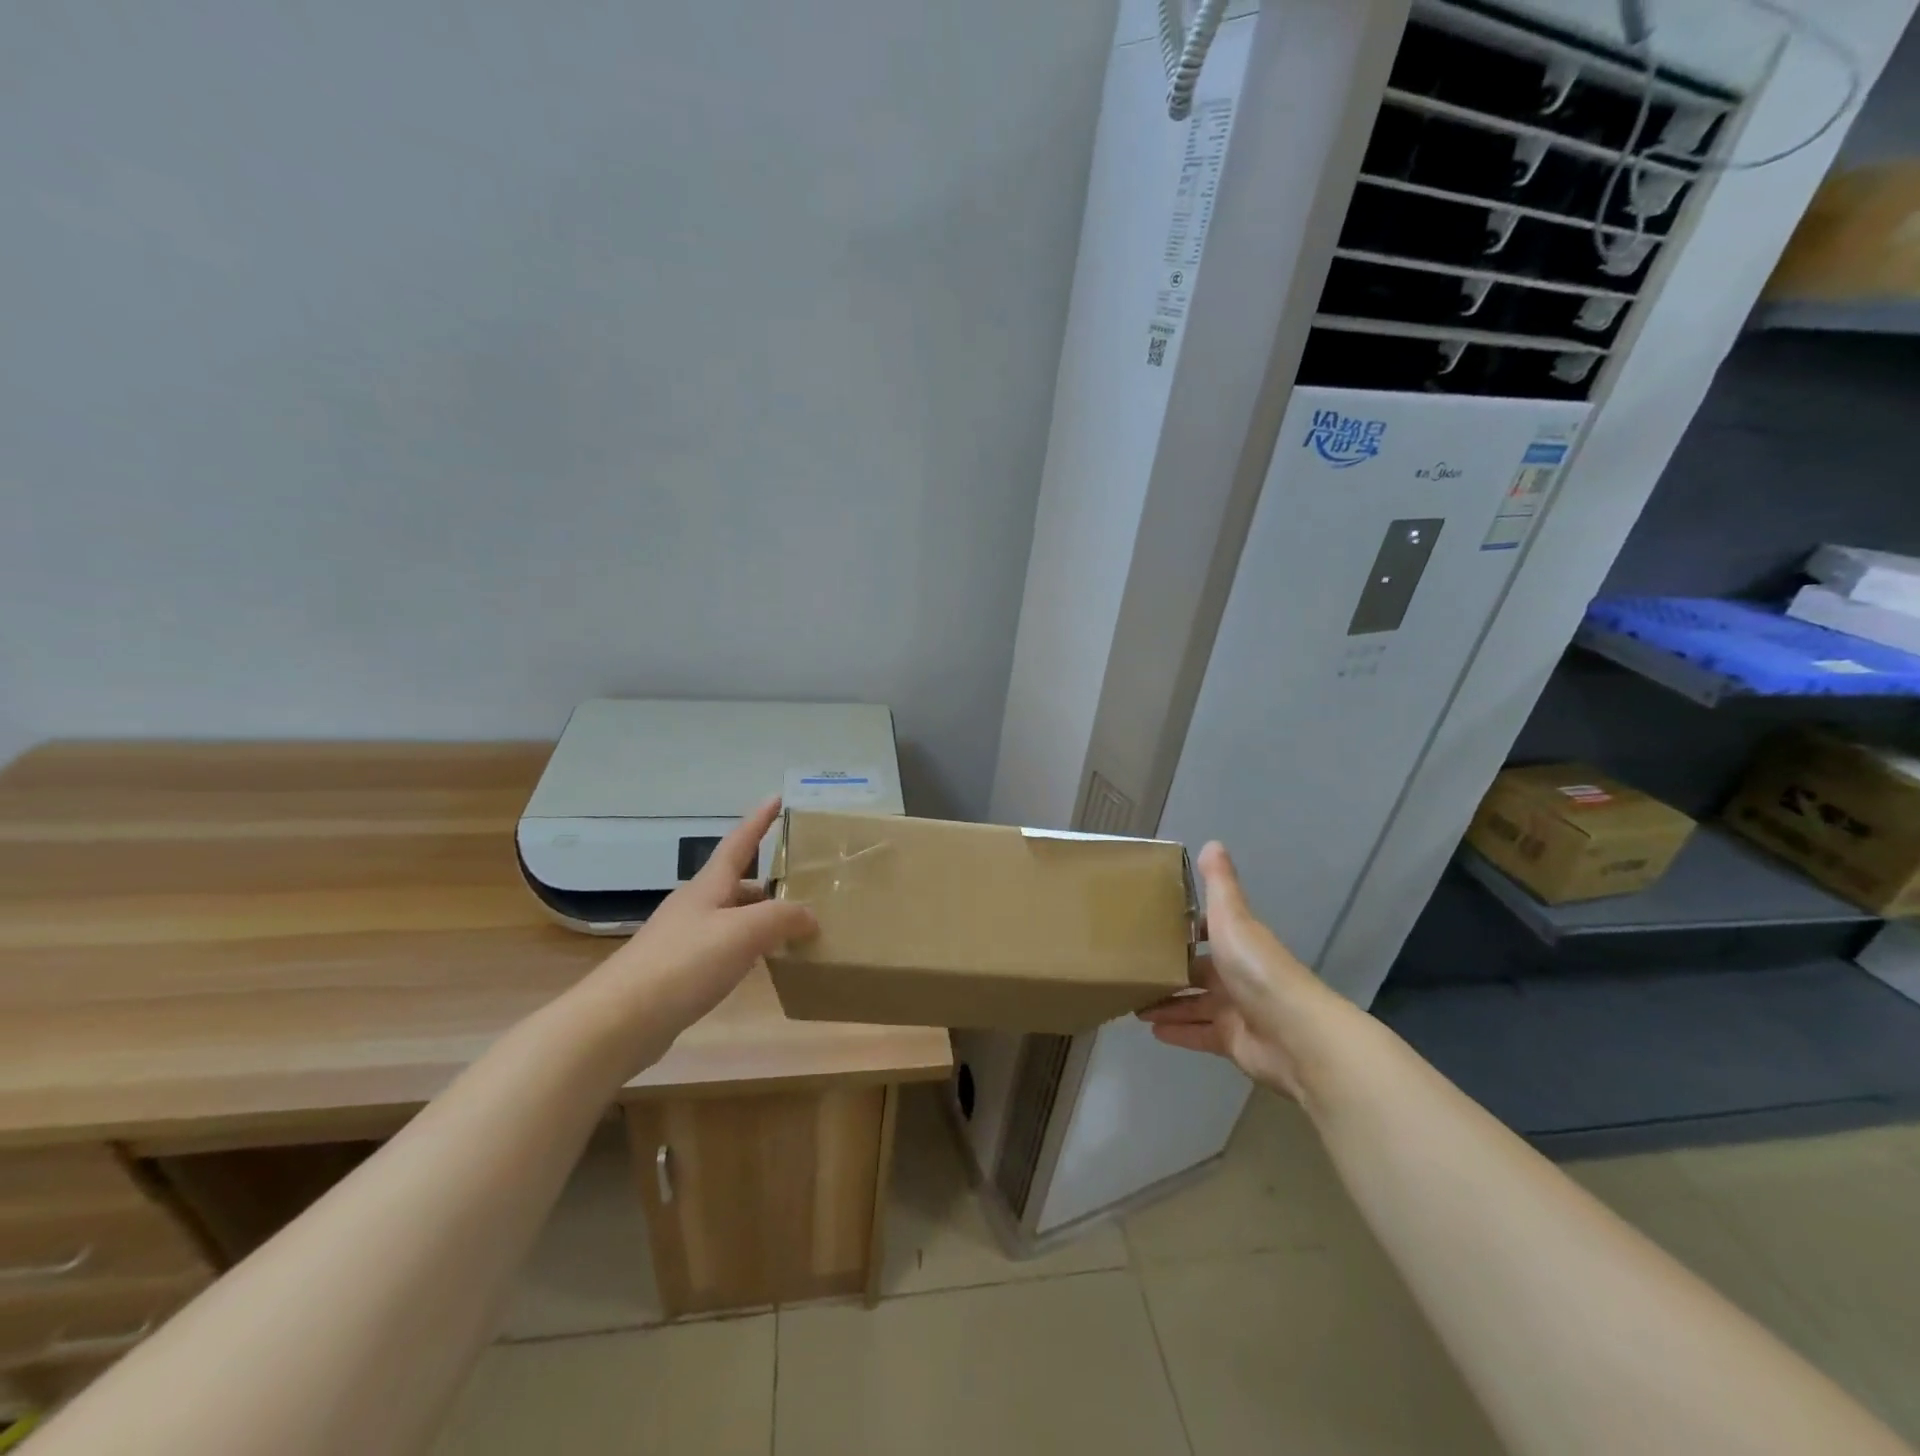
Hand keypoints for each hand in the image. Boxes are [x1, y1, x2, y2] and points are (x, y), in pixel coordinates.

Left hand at [571, 797, 817, 1065]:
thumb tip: (811, 916)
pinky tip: (759, 966)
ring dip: (759, 918)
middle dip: (768, 883)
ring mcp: (683, 938)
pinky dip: (746, 948)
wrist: (619, 1020)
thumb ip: (782, 918)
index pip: (739, 843)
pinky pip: (722, 948)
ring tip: (791, 929)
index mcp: (708, 887)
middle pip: (737, 883)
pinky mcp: (677, 971)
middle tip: (802, 887)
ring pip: (731, 917)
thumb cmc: (684, 963)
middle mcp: (695, 906)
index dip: (759, 821)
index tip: (777, 798)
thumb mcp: (743, 933)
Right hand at [1137, 842, 1322, 1100]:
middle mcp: (1237, 975)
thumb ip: (1220, 884)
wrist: (1294, 1034)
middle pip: (1197, 971)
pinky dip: (1177, 1031)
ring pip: (1194, 1004)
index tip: (1149, 927)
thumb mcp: (1232, 918)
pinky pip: (1198, 1034)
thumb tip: (1212, 842)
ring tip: (1132, 1001)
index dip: (1182, 930)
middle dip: (1169, 971)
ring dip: (1167, 1003)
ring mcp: (1236, 1010)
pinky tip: (1151, 1030)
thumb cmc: (1257, 969)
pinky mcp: (1233, 1042)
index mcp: (1237, 943)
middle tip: (1131, 969)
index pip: (1206, 933)